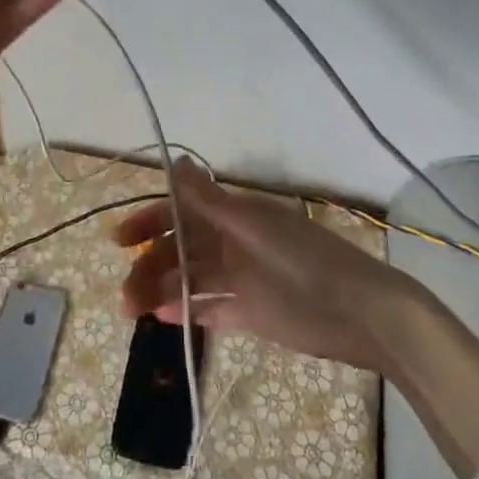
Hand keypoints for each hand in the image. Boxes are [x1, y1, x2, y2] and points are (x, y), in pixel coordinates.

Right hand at [113, 159, 413, 373]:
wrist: (360, 314)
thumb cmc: (305, 261)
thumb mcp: (254, 227)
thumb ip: (211, 200)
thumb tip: (176, 160)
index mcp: (234, 216)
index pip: (180, 212)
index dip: (149, 220)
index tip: (118, 239)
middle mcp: (232, 243)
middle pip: (179, 249)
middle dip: (149, 265)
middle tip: (124, 297)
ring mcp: (240, 279)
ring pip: (189, 280)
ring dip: (160, 290)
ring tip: (133, 311)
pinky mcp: (250, 312)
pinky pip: (210, 308)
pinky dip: (186, 310)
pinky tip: (163, 318)